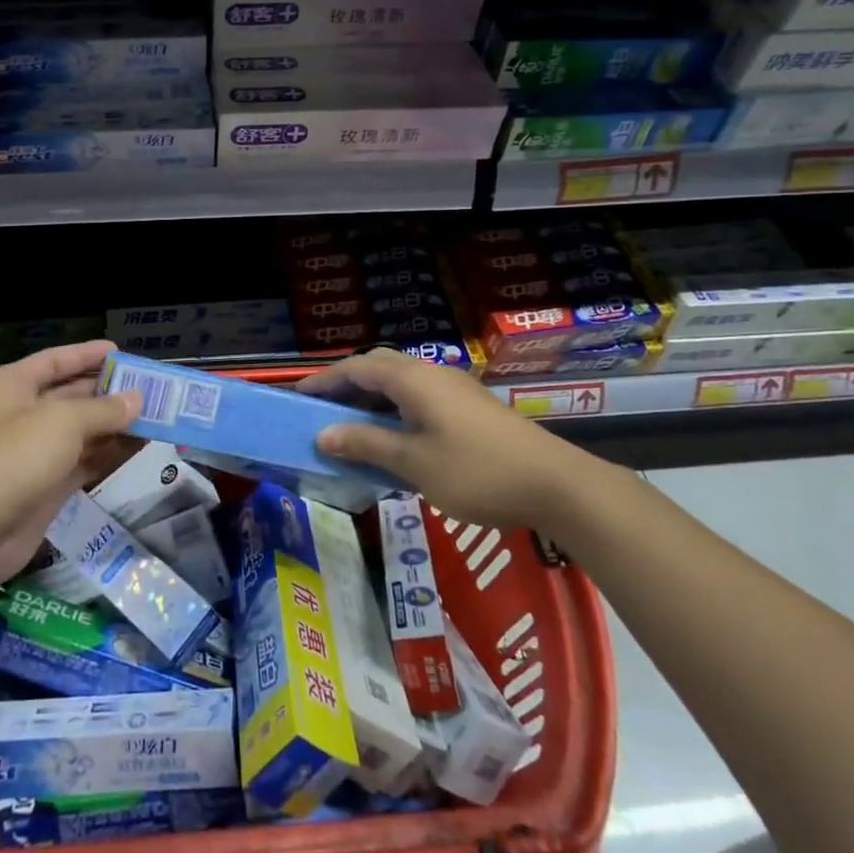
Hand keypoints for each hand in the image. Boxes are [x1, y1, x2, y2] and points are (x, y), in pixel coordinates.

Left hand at [0, 340, 140, 584]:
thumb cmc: (13, 458)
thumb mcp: (61, 422)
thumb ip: (103, 409)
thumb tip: (137, 399)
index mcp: (15, 385)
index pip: (57, 360)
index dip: (88, 354)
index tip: (121, 351)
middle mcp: (24, 413)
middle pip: (73, 394)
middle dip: (110, 391)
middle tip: (152, 388)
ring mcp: (36, 451)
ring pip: (84, 430)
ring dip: (116, 424)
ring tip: (157, 416)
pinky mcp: (48, 485)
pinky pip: (86, 461)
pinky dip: (111, 454)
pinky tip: (140, 446)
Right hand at [298, 348, 618, 530]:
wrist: (556, 484)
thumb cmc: (477, 471)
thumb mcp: (414, 462)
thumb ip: (366, 444)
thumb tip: (323, 435)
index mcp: (413, 379)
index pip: (356, 368)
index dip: (324, 381)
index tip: (297, 397)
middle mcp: (431, 374)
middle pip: (378, 367)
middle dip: (346, 385)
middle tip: (321, 410)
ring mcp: (453, 389)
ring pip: (400, 383)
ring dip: (371, 399)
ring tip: (349, 426)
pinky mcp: (469, 408)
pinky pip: (418, 397)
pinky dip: (394, 411)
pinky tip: (392, 439)